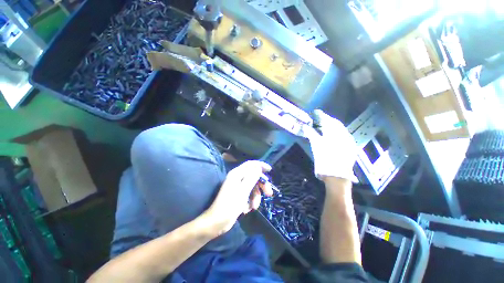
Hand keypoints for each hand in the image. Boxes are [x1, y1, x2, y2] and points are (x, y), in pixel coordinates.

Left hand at [205, 160, 272, 234]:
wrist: (217, 222)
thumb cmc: (230, 205)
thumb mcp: (243, 191)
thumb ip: (252, 177)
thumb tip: (258, 167)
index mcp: (237, 174)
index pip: (251, 164)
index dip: (261, 165)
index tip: (270, 170)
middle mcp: (237, 178)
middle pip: (254, 176)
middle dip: (262, 185)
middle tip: (269, 194)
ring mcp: (238, 187)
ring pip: (253, 187)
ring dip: (256, 197)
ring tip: (254, 207)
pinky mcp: (239, 195)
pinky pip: (249, 194)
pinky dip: (251, 201)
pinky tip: (247, 209)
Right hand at [305, 110, 356, 180]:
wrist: (337, 176)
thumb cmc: (324, 159)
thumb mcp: (316, 145)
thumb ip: (311, 134)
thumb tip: (304, 126)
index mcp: (335, 133)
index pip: (328, 120)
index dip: (321, 115)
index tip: (315, 112)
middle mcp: (344, 134)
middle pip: (335, 123)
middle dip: (327, 120)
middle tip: (319, 119)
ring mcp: (349, 141)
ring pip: (340, 129)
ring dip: (332, 126)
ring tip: (325, 126)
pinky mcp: (350, 147)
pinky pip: (344, 136)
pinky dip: (337, 133)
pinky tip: (333, 136)